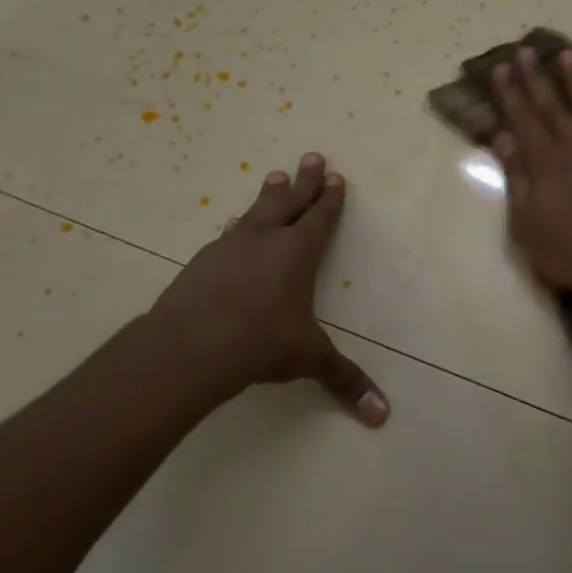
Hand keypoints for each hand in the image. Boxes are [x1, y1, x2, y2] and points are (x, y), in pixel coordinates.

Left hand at [150, 153, 388, 425]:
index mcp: (297, 253)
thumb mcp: (308, 360)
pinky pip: (227, 236)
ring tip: (273, 177)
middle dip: (303, 181)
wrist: (189, 347)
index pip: (320, 218)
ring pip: (255, 213)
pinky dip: (237, 228)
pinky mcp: (201, 263)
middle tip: (311, 156)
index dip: (330, 198)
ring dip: (268, 196)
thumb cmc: (260, 343)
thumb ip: (344, 381)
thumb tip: (382, 416)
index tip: (335, 177)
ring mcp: (229, 248)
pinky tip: (231, 228)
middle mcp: (265, 241)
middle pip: (288, 201)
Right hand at [492, 48, 571, 307]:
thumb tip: (504, 138)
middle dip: (537, 77)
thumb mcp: (526, 224)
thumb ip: (517, 178)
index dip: (510, 93)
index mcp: (546, 163)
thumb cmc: (568, 254)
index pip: (523, 119)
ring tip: (568, 54)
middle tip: (526, 51)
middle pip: (553, 105)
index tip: (500, 68)